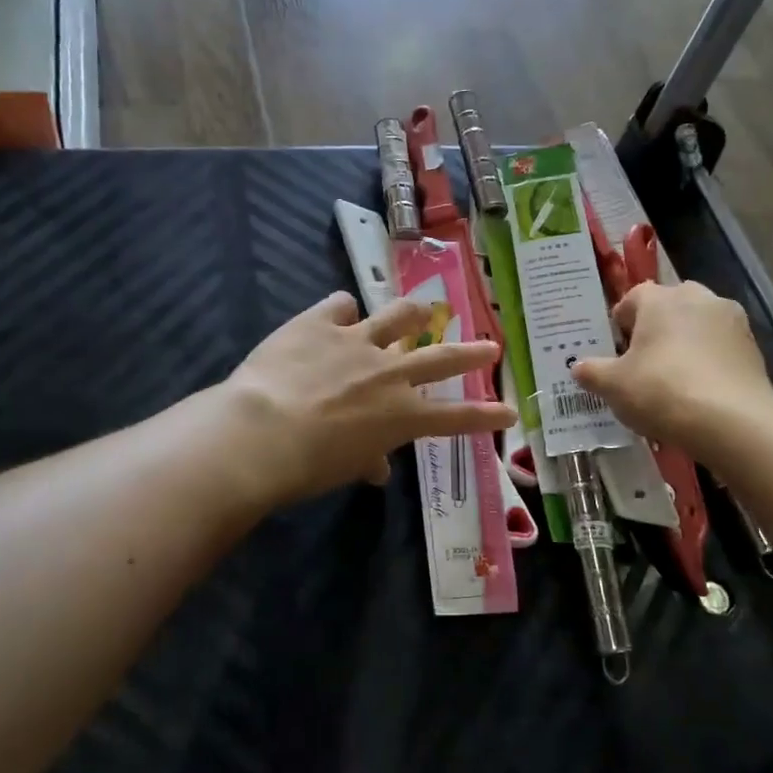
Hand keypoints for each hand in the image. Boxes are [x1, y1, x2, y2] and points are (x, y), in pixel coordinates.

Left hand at [224, 292, 515, 507]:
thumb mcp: (345, 468)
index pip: (456, 417)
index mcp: (400, 416)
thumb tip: (375, 467)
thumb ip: (367, 459)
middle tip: (490, 346)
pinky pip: (341, 304)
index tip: (510, 412)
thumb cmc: (308, 466)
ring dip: (414, 313)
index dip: (486, 416)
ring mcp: (357, 341)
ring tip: (422, 309)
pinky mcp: (320, 322)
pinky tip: (339, 311)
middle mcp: (389, 373)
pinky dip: (344, 309)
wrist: (262, 432)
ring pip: (398, 316)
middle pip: (441, 359)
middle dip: (471, 353)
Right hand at [570, 281, 772, 454]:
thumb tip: (578, 366)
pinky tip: (700, 392)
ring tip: (673, 380)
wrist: (732, 421)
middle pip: (668, 307)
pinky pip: (720, 348)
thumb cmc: (661, 391)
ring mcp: (731, 320)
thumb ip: (592, 372)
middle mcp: (697, 297)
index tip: (615, 351)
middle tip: (642, 363)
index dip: (620, 323)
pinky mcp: (753, 347)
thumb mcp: (613, 386)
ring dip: (685, 344)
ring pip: (698, 326)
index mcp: (660, 299)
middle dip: (655, 329)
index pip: (632, 298)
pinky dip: (708, 362)